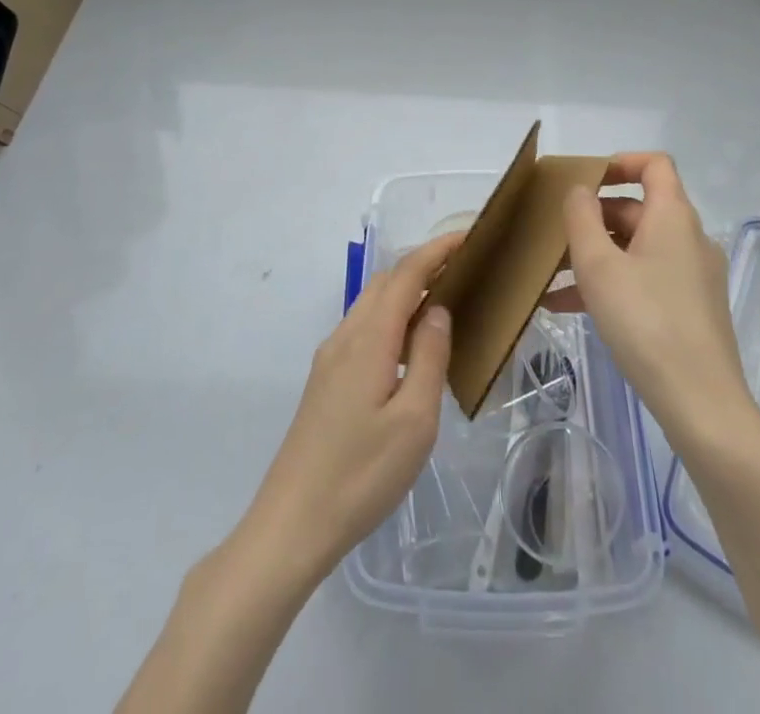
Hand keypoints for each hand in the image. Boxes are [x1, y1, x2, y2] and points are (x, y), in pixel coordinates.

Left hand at [235, 231, 460, 586]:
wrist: (292, 524)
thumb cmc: (361, 475)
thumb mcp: (414, 421)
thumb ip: (429, 357)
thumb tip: (438, 310)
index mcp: (369, 339)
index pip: (406, 275)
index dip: (436, 250)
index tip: (468, 236)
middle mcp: (345, 337)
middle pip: (385, 281)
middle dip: (422, 265)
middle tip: (463, 270)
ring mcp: (330, 358)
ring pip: (371, 304)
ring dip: (405, 291)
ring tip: (443, 302)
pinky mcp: (325, 380)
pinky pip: (363, 328)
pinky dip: (391, 317)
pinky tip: (409, 346)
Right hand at [545, 154, 752, 449]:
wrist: (701, 404)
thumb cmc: (646, 322)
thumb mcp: (599, 266)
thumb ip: (581, 219)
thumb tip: (580, 190)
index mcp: (673, 217)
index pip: (654, 165)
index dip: (620, 162)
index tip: (585, 179)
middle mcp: (689, 238)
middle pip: (638, 209)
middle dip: (593, 218)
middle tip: (555, 236)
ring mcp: (692, 276)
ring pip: (637, 249)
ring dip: (595, 255)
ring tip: (551, 277)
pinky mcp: (691, 309)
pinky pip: (645, 280)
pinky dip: (611, 283)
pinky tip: (570, 308)